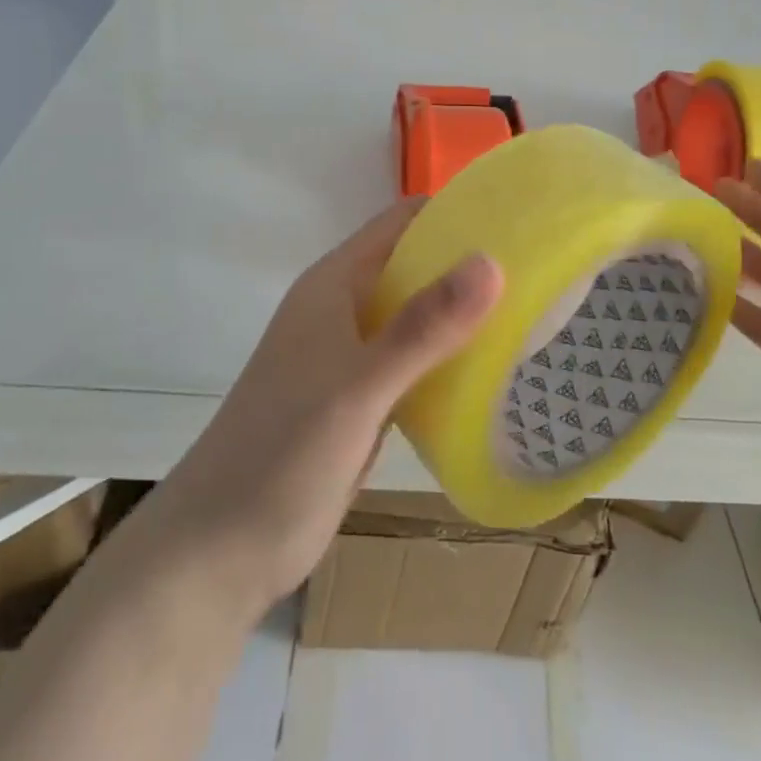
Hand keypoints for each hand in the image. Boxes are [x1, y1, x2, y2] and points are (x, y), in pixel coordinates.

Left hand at [141, 198, 504, 616]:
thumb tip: (491, 262)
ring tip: (533, 315)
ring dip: (462, 315)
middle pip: (413, 266)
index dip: (454, 211)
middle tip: (540, 271)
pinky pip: (413, 364)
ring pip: (416, 318)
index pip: (401, 222)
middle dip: (467, 264)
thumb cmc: (283, 454)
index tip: (519, 218)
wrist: (220, 550)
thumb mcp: (358, 387)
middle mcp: (343, 309)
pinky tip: (494, 372)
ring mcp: (350, 357)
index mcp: (334, 284)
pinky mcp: (360, 401)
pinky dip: (448, 360)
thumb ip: (424, 327)